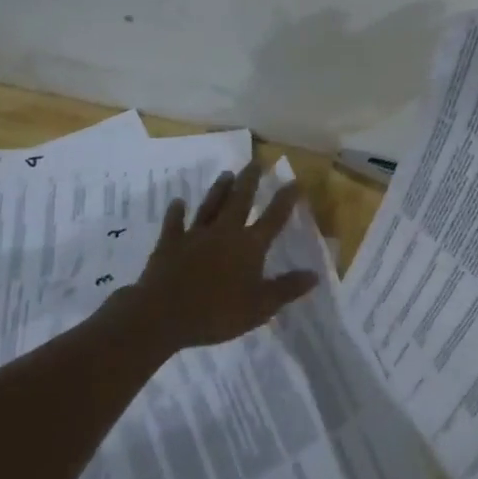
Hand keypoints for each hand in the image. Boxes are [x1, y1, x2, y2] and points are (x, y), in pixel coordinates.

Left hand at [111, 161, 318, 352]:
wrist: (162, 315)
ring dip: (219, 190)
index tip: (295, 181)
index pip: (274, 218)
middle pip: (240, 201)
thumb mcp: (261, 306)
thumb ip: (287, 288)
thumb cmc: (217, 313)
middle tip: (256, 162)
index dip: (286, 199)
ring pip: (210, 206)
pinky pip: (174, 224)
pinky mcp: (169, 244)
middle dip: (250, 181)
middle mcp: (224, 232)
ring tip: (227, 174)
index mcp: (249, 246)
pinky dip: (176, 212)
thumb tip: (315, 274)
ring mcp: (195, 236)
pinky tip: (178, 202)